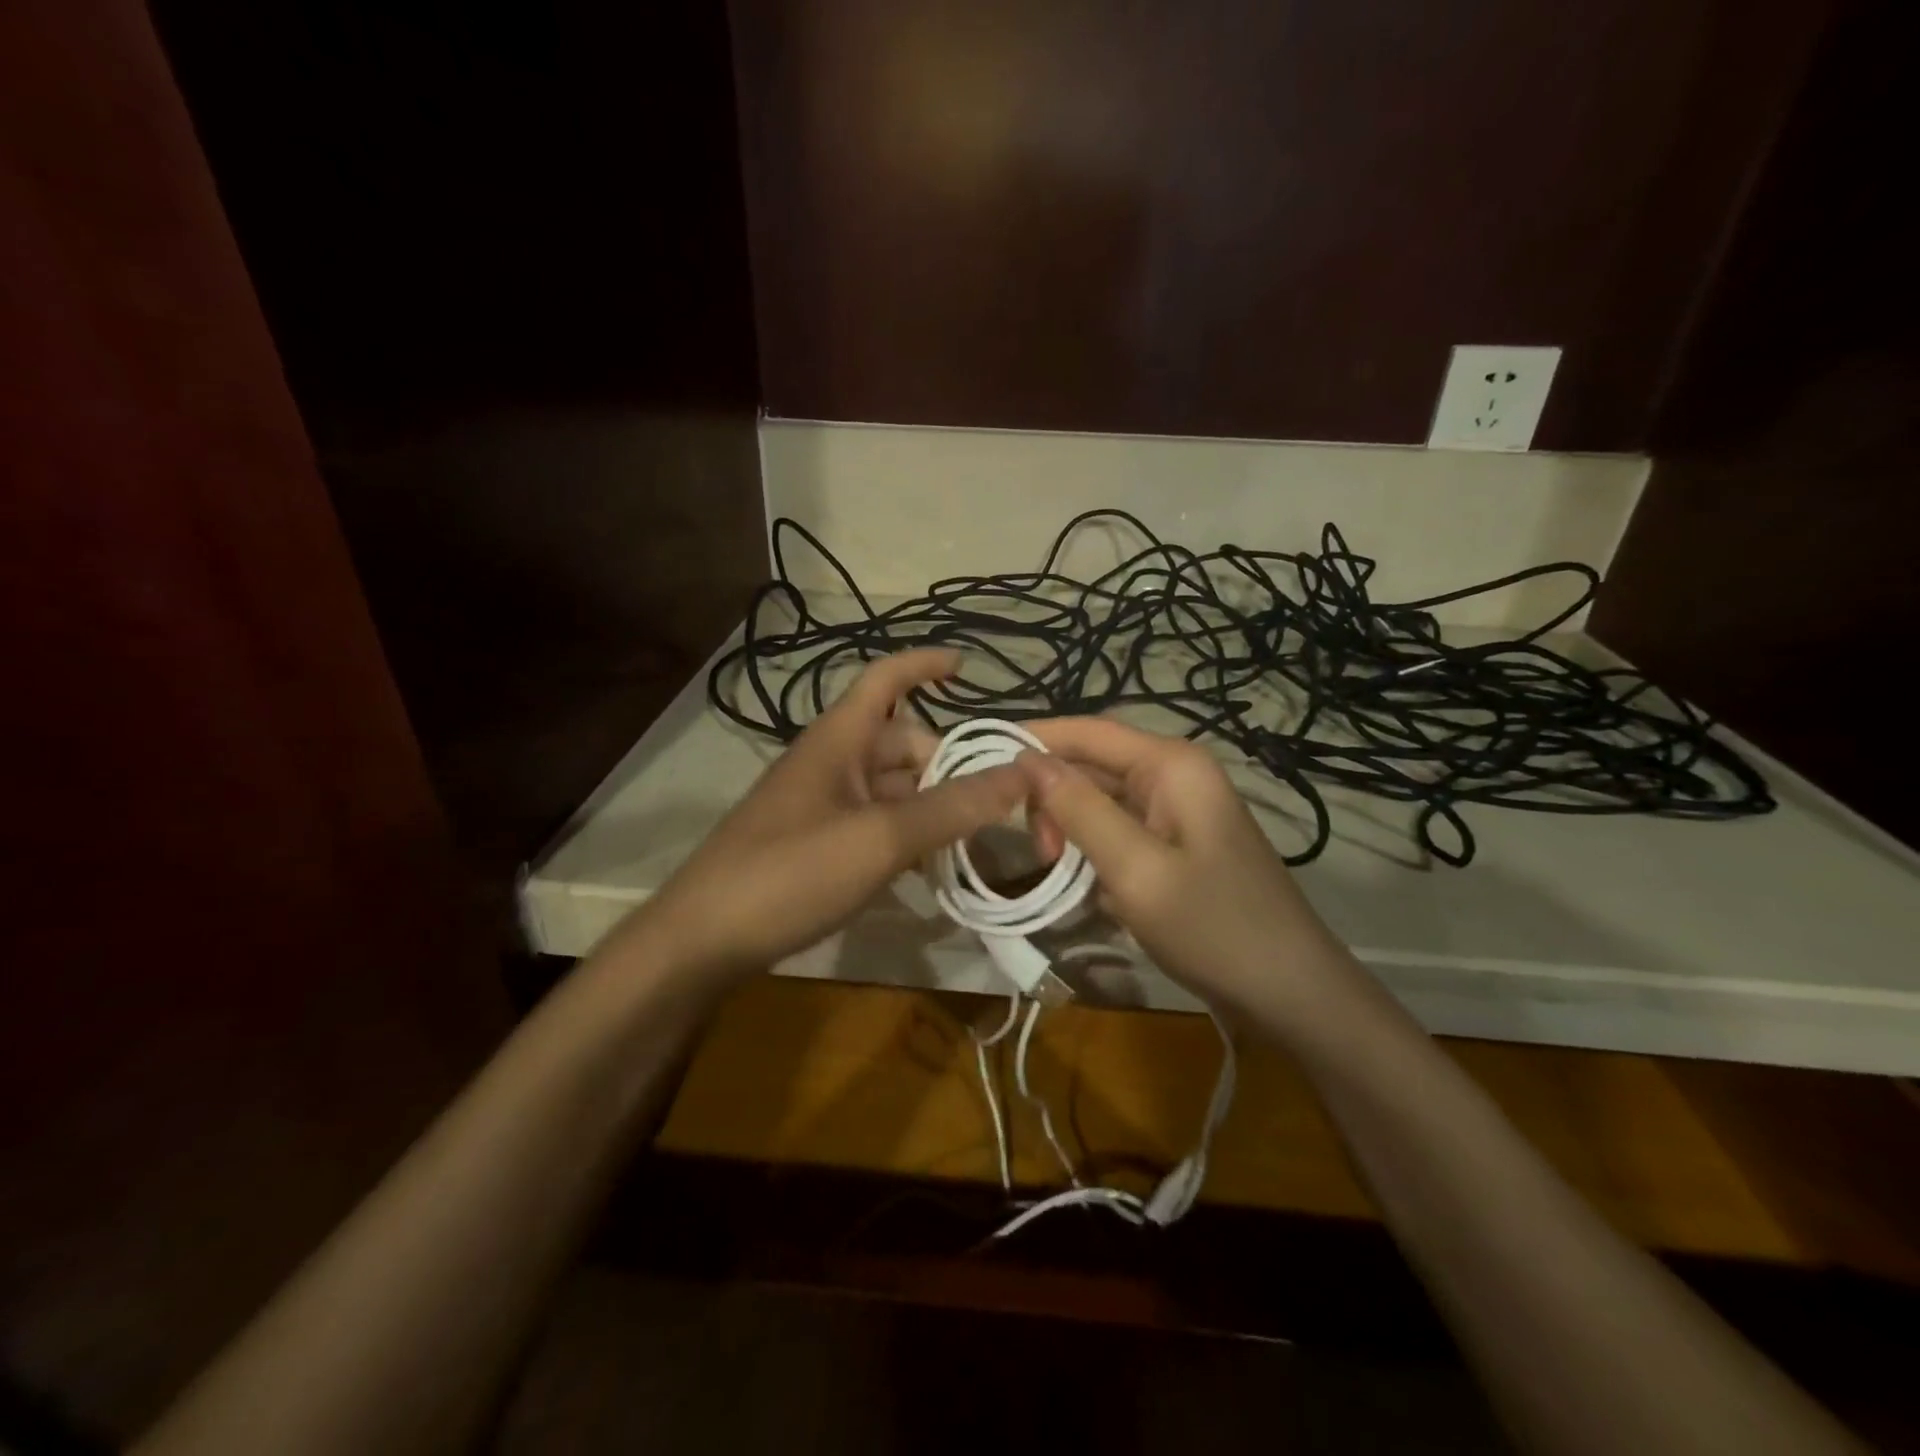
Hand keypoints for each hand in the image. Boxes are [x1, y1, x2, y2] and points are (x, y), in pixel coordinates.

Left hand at [633, 649, 1026, 977]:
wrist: (702, 941)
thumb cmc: (789, 872)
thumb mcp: (879, 838)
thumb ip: (952, 807)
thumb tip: (1024, 774)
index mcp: (839, 740)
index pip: (886, 679)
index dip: (924, 665)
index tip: (968, 666)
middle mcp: (833, 764)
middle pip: (903, 744)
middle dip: (949, 764)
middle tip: (1000, 800)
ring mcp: (824, 806)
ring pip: (894, 790)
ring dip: (934, 806)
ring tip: (980, 837)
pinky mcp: (819, 845)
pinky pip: (877, 825)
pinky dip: (910, 836)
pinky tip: (935, 867)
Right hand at [1018, 717, 1346, 1015]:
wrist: (1290, 993)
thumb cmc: (1213, 926)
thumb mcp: (1135, 868)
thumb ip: (1080, 809)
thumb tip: (1026, 758)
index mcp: (1171, 765)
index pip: (1088, 731)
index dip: (1034, 738)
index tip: (981, 759)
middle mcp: (1175, 775)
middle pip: (1093, 765)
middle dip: (1052, 795)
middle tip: (1033, 848)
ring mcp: (1179, 811)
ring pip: (1102, 800)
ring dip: (1070, 826)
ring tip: (1053, 867)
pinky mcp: (1177, 845)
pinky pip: (1120, 830)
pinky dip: (1092, 848)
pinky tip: (1080, 881)